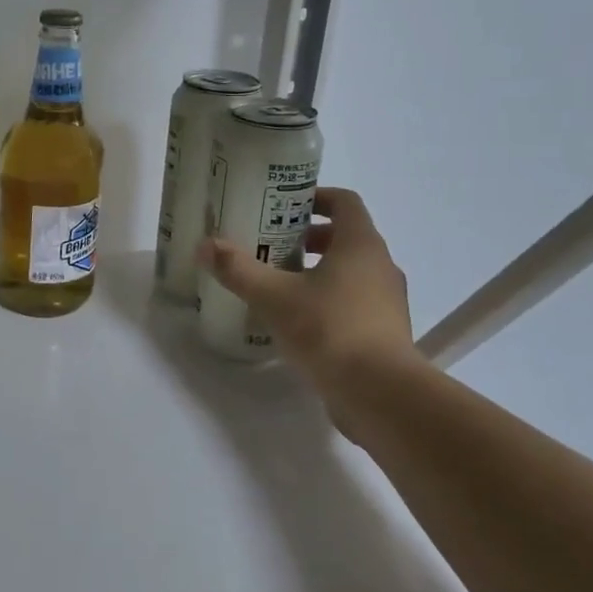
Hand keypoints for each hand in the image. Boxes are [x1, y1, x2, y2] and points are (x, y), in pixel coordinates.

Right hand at [197, 187, 424, 395]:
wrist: (381, 394)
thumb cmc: (330, 330)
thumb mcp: (275, 297)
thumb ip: (239, 270)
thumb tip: (206, 245)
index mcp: (361, 245)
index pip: (344, 202)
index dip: (315, 197)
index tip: (282, 205)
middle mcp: (380, 266)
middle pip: (345, 237)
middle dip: (307, 237)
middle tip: (270, 245)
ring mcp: (387, 302)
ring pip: (350, 272)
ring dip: (316, 271)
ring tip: (277, 284)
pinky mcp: (384, 333)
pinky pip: (354, 303)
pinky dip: (327, 301)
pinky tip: (296, 321)